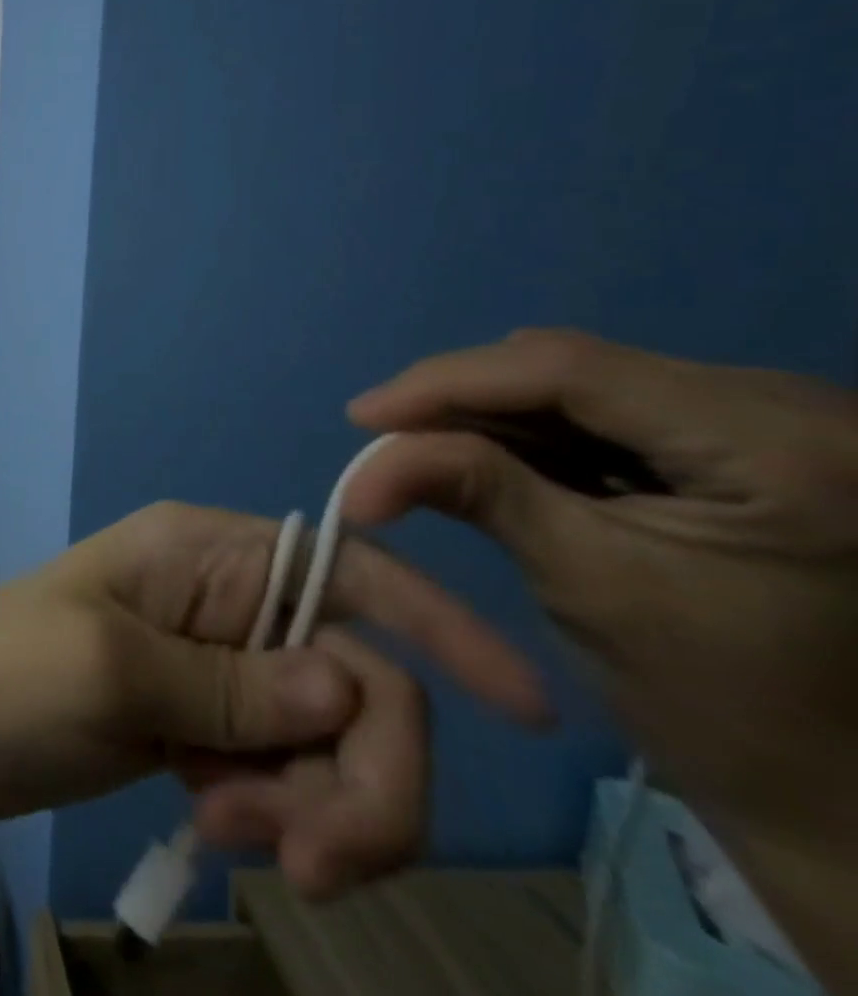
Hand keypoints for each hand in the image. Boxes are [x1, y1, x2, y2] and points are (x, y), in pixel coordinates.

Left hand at [0, 497, 550, 895]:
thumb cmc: (1, 674)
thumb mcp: (112, 669)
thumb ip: (237, 687)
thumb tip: (355, 690)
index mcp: (202, 552)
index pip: (348, 571)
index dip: (439, 627)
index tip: (526, 711)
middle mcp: (222, 599)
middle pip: (355, 680)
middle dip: (357, 777)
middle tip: (300, 857)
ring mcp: (214, 668)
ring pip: (327, 740)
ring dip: (306, 806)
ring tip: (218, 826)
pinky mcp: (200, 727)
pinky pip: (283, 775)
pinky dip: (273, 813)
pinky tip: (207, 824)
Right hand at [346, 329, 857, 983]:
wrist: (845, 800)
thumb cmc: (725, 711)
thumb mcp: (583, 583)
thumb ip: (473, 489)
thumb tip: (365, 453)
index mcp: (785, 447)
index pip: (571, 368)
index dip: (448, 381)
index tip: (359, 416)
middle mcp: (802, 409)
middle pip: (577, 367)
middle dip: (465, 398)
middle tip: (386, 437)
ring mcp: (783, 423)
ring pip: (587, 383)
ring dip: (494, 415)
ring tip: (423, 449)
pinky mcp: (755, 445)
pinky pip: (614, 412)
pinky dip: (538, 434)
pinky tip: (490, 457)